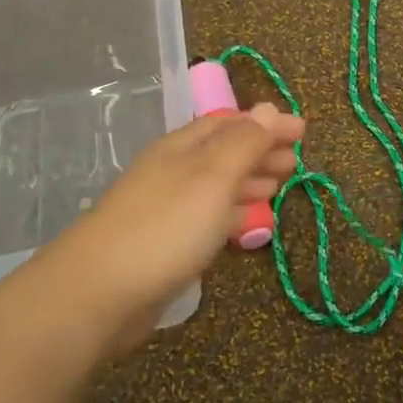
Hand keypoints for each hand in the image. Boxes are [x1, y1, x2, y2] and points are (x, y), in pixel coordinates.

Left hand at [38, 103, 302, 359]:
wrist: (99, 294)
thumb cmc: (165, 227)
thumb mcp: (213, 176)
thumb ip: (244, 143)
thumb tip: (269, 108)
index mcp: (183, 148)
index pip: (231, 123)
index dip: (267, 124)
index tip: (304, 131)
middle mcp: (173, 172)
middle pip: (224, 152)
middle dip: (261, 152)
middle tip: (296, 162)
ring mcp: (167, 209)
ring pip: (218, 186)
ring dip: (251, 182)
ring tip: (280, 188)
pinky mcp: (166, 245)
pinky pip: (209, 217)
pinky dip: (235, 213)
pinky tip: (249, 224)